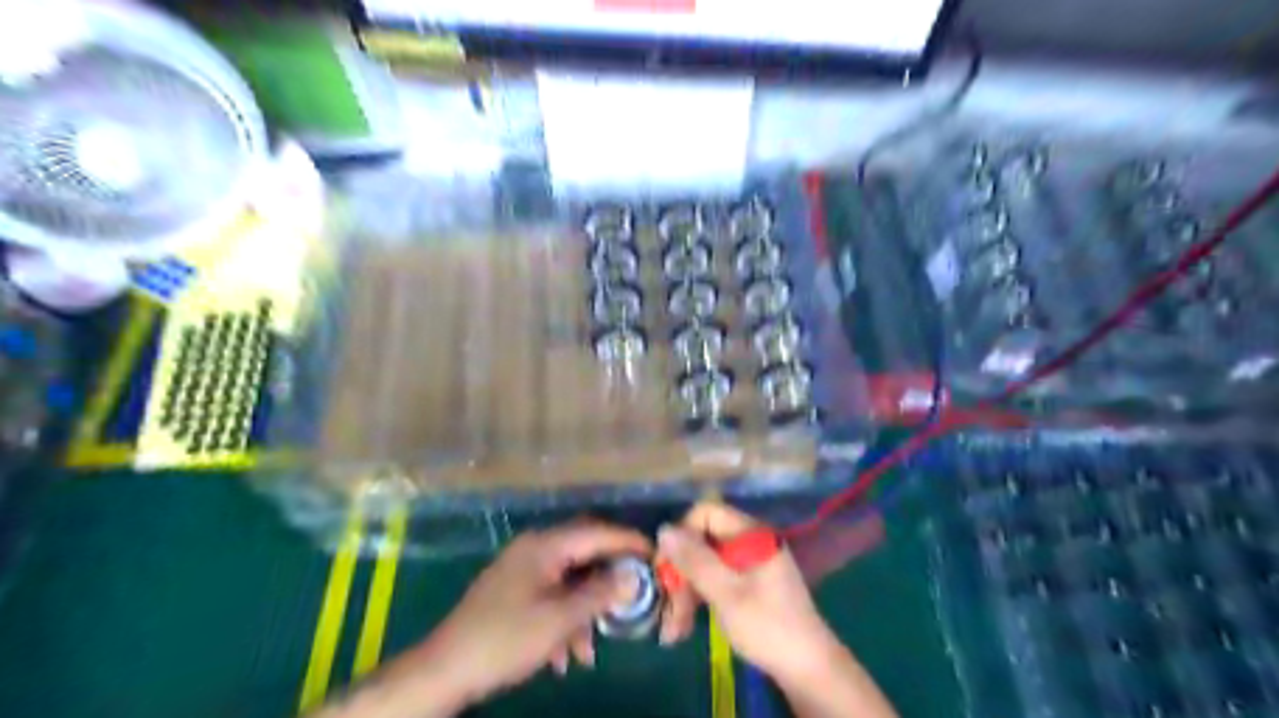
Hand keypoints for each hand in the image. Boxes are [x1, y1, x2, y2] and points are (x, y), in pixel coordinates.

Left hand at [419, 518, 645, 702]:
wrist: (444, 669)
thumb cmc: (505, 638)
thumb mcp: (559, 619)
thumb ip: (599, 593)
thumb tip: (632, 575)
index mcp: (545, 545)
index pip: (597, 532)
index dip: (629, 542)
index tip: (656, 554)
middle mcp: (535, 548)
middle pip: (584, 553)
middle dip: (608, 579)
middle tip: (634, 596)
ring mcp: (522, 569)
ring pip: (568, 580)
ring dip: (584, 610)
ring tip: (591, 648)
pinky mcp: (513, 591)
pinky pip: (550, 595)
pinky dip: (563, 619)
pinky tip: (565, 655)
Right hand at [654, 502, 847, 687]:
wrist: (809, 669)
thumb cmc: (768, 626)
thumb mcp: (726, 592)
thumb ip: (694, 559)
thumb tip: (663, 529)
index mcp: (750, 533)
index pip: (706, 513)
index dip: (682, 534)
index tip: (666, 566)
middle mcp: (750, 542)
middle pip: (702, 542)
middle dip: (681, 574)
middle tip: (666, 608)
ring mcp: (750, 564)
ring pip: (705, 565)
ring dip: (686, 594)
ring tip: (672, 631)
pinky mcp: (749, 586)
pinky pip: (716, 581)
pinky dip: (699, 600)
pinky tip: (684, 628)